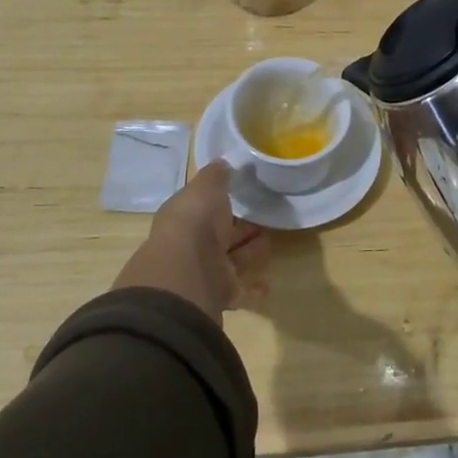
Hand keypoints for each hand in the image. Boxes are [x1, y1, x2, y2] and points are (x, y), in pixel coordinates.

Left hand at [111, 162, 268, 324]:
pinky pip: (239, 291)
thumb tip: (222, 162)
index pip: (206, 207)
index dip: (224, 201)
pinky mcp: (219, 295)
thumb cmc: (195, 222)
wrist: (187, 273)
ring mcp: (205, 271)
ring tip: (271, 243)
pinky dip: (253, 290)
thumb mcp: (206, 186)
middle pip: (221, 235)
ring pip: (231, 260)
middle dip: (241, 228)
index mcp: (186, 216)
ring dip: (249, 254)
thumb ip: (216, 175)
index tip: (247, 193)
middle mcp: (193, 244)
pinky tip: (268, 285)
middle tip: (267, 218)